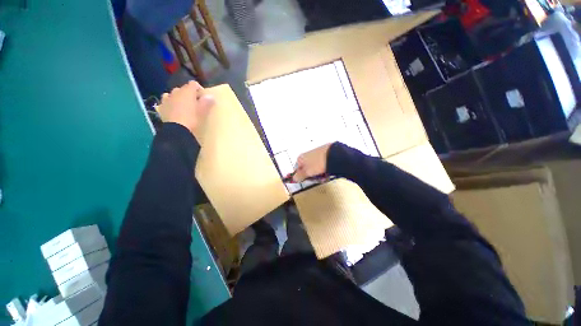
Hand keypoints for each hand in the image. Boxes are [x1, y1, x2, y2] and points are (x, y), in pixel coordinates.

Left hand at [156, 81, 214, 139]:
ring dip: (179, 97)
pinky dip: (171, 102)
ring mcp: (168, 98)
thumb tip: (211, 96)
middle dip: (189, 93)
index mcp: (187, 91)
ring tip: (184, 105)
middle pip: (184, 88)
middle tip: (195, 103)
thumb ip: (206, 102)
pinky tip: (174, 108)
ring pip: (174, 93)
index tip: (203, 97)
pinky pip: (167, 100)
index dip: (199, 88)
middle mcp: (176, 92)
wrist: (177, 129)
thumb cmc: (192, 118)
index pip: (194, 84)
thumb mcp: (202, 111)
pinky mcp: (162, 106)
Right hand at [293, 143, 332, 181]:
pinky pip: (321, 165)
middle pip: (307, 169)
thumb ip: (299, 176)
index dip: (302, 176)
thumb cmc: (318, 162)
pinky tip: (327, 172)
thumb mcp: (307, 172)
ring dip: (318, 174)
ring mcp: (315, 155)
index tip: (307, 180)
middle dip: (312, 176)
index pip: (297, 169)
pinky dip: (323, 170)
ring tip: (324, 177)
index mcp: (301, 158)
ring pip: (315, 168)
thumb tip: (294, 179)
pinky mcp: (323, 155)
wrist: (333, 154)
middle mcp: (307, 155)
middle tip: (317, 179)